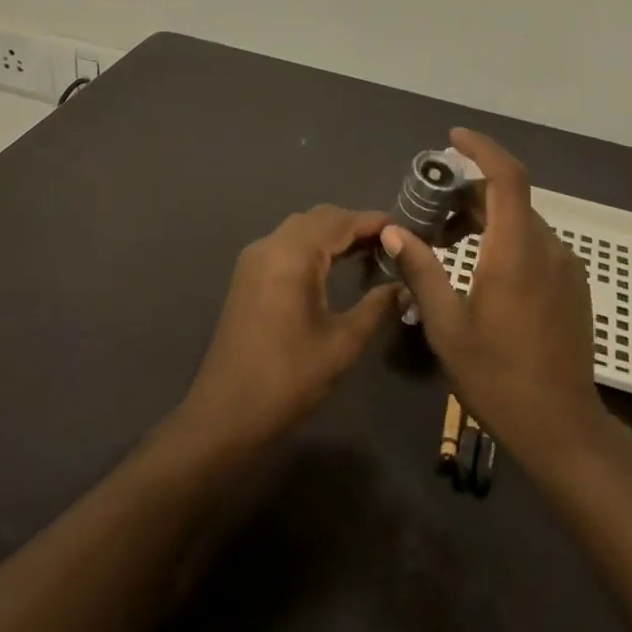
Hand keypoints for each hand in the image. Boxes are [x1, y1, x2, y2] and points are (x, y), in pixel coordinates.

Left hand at [180, 205, 404, 451]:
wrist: (226, 414)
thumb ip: (377, 308)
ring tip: (369, 253)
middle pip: (319, 218)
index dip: (374, 222)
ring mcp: (254, 260)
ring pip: (301, 229)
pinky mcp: (247, 276)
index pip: (340, 221)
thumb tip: (405, 287)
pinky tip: (334, 267)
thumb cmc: (288, 378)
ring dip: (333, 234)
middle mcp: (270, 246)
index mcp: (292, 255)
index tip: (405, 229)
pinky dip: (313, 246)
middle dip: (355, 225)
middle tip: (390, 243)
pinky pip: (286, 245)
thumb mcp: (343, 343)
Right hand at [378, 130, 611, 472]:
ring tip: (448, 242)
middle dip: (470, 192)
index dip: (482, 148)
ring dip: (486, 218)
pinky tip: (482, 269)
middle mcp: (547, 247)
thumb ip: (421, 270)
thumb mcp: (446, 326)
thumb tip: (394, 230)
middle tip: (431, 210)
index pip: (506, 177)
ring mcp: (565, 266)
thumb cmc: (497, 377)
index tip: (453, 138)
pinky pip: (536, 244)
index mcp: (515, 251)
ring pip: (522, 221)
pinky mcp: (572, 285)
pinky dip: (505, 238)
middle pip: (510, 197)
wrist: (562, 427)